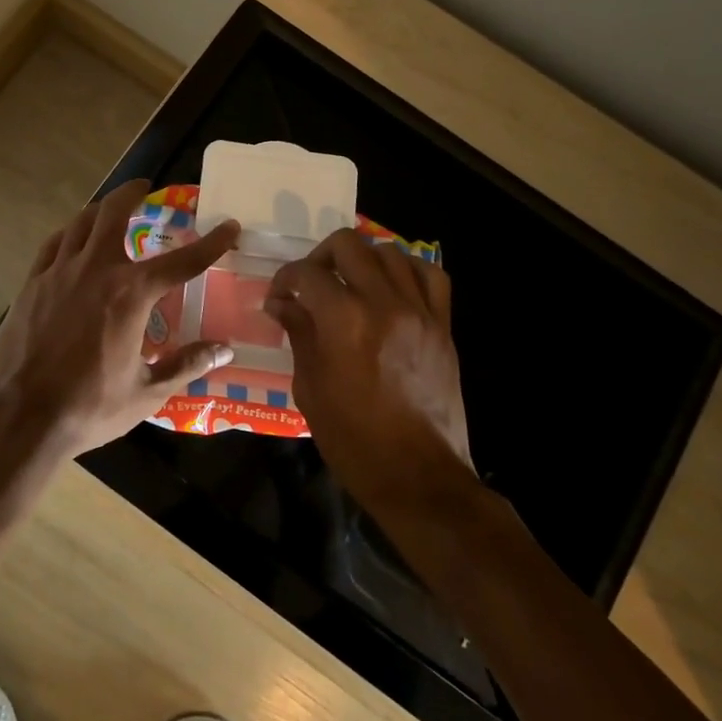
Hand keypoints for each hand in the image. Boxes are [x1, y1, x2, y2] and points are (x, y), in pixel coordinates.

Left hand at [0, 179, 240, 456]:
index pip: (182, 261)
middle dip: (132, 193)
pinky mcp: (31, 284)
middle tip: (145, 187)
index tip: (229, 226)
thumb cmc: (89, 407)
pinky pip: (53, 244)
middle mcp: (96, 270)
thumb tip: (224, 350)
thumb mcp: (147, 392)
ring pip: (80, 223)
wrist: (20, 415)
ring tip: (111, 208)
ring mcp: (58, 273)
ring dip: (100, 209)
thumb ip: (186, 365)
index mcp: (131, 294)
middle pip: (115, 214)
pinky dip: (69, 233)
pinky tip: (72, 239)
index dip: (211, 243)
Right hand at [265, 229, 473, 511]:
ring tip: (351, 285)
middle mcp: (383, 303)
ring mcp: (419, 311)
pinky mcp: (443, 325)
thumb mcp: (309, 388)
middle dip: (320, 257)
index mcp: (343, 321)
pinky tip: (392, 288)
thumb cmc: (353, 439)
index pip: (306, 273)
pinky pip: (430, 275)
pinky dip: (407, 270)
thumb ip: (299, 335)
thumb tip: (282, 304)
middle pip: (348, 245)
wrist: (417, 475)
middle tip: (311, 285)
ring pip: (389, 252)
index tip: (279, 299)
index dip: (284, 280)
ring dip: (362, 261)